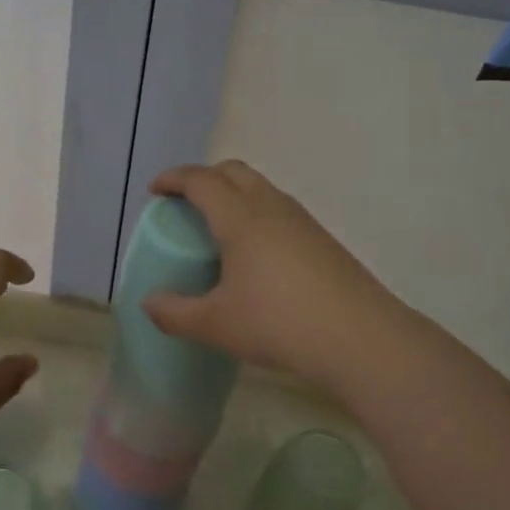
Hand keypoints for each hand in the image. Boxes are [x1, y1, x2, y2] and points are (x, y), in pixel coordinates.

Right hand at [142, 161, 413, 402]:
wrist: (360, 338)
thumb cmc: (279, 323)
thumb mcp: (217, 325)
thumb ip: (175, 313)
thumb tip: (149, 302)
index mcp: (240, 217)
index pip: (201, 180)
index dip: (174, 179)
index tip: (156, 190)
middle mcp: (270, 207)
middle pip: (233, 171)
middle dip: (204, 178)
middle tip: (186, 203)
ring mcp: (301, 220)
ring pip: (260, 188)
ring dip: (234, 193)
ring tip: (219, 227)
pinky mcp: (322, 238)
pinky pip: (279, 209)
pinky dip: (256, 212)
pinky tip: (256, 252)